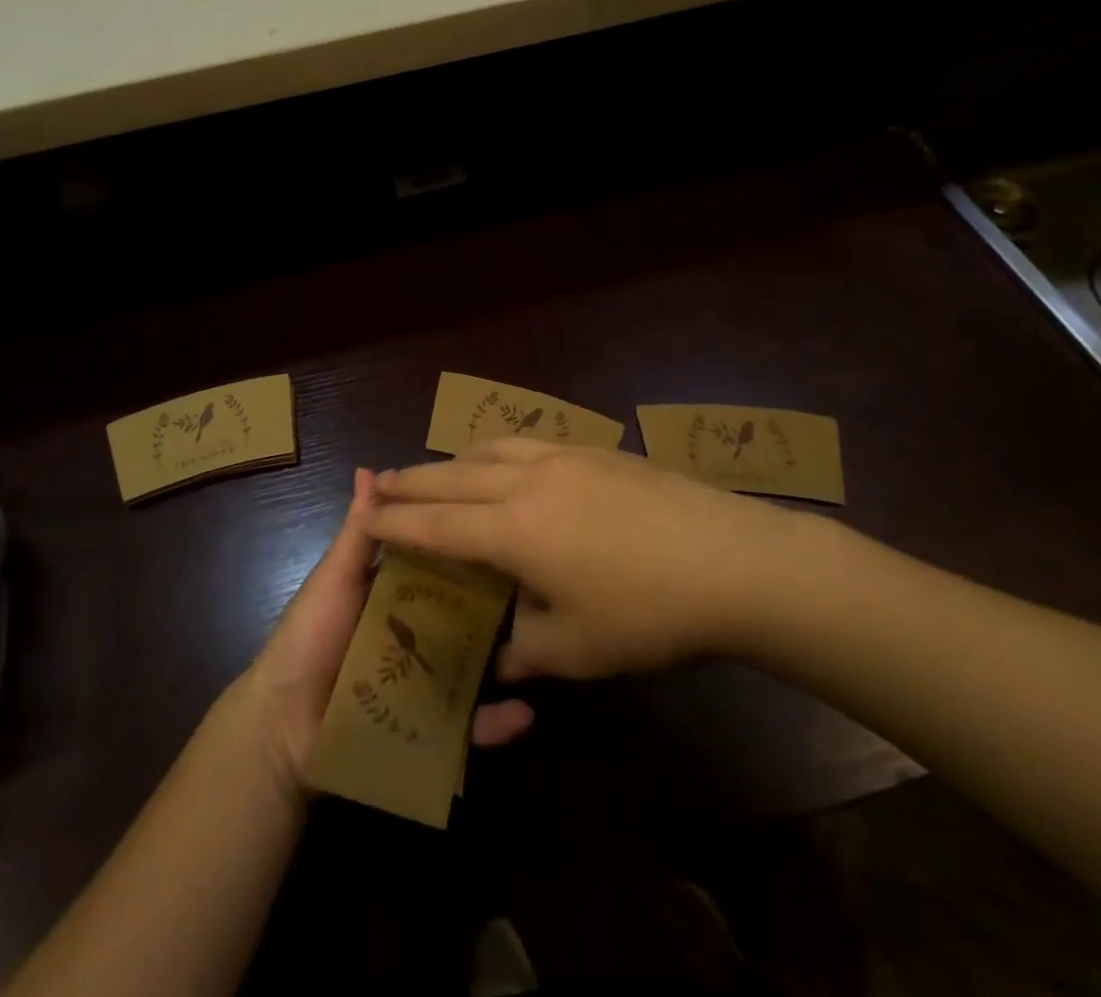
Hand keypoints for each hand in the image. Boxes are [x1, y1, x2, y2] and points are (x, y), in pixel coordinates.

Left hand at [237, 469, 535, 795]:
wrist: (280, 725)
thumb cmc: (307, 638)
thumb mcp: (335, 577)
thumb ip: (358, 530)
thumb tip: (368, 469)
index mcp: (394, 593)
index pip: (440, 562)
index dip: (468, 543)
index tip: (506, 521)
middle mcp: (415, 631)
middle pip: (464, 611)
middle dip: (499, 600)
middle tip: (542, 584)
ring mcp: (425, 679)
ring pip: (474, 664)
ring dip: (507, 659)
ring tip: (545, 643)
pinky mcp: (427, 727)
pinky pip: (467, 726)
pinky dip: (496, 722)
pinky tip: (525, 713)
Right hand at [372, 441, 802, 681]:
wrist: (734, 560)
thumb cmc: (649, 613)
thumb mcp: (577, 650)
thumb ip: (522, 649)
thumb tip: (494, 656)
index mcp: (514, 529)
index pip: (438, 523)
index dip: (398, 522)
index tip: (367, 516)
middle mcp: (528, 481)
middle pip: (454, 475)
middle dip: (413, 480)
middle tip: (381, 481)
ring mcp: (565, 458)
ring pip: (491, 449)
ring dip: (455, 459)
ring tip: (438, 471)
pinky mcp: (597, 450)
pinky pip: (528, 444)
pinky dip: (497, 451)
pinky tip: (507, 463)